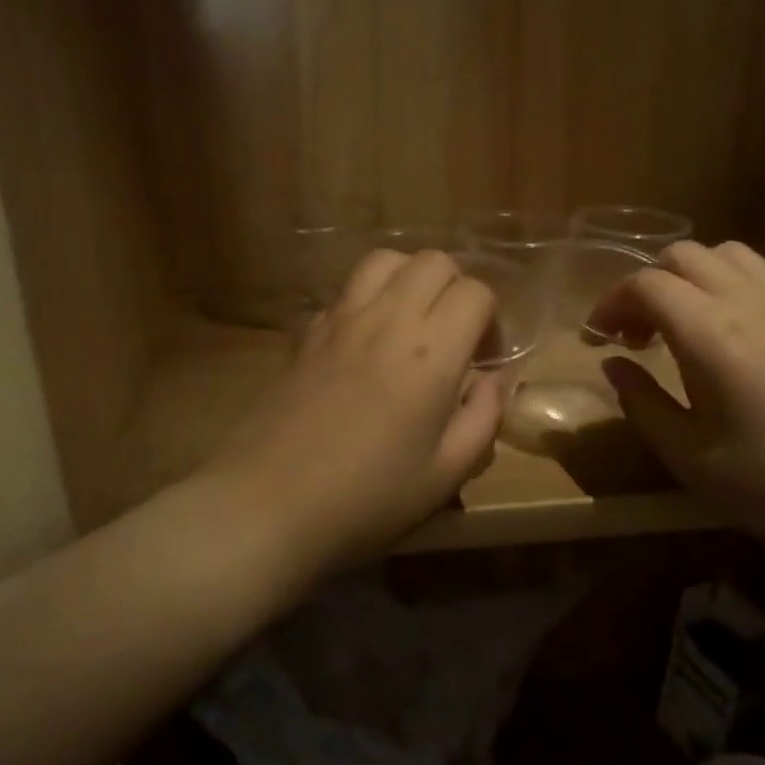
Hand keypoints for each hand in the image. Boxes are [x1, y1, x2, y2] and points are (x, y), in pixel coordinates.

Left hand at [206, 249, 504, 572]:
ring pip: (384, 260)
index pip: (475, 292)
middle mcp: (386, 318)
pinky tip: (365, 343)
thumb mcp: (446, 474)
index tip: (485, 357)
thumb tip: (494, 380)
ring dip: (409, 279)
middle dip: (455, 287)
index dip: (491, 317)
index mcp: (430, 351)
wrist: (269, 503)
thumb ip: (483, 418)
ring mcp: (339, 319)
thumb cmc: (368, 498)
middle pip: (433, 261)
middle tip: (453, 334)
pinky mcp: (306, 333)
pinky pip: (346, 291)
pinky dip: (367, 300)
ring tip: (412, 323)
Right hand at [589, 240, 764, 563]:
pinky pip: (760, 276)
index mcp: (712, 334)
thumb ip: (642, 401)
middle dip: (645, 283)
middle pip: (684, 255)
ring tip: (678, 323)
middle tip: (633, 332)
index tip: (597, 338)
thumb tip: (613, 364)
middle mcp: (750, 303)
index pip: (647, 284)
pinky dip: (725, 284)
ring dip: (688, 276)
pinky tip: (725, 335)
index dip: (611, 303)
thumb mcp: (688, 456)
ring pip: (727, 254)